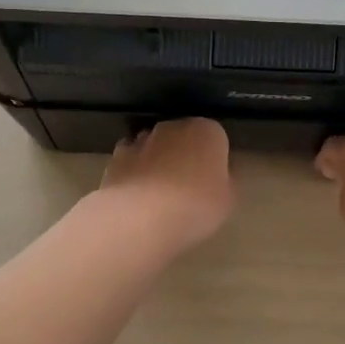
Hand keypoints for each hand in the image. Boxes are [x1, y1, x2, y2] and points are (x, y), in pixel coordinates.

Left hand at [95, 118, 235, 256]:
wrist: (141, 217)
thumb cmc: (195, 206)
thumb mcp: (227, 200)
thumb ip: (226, 181)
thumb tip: (219, 176)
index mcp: (207, 131)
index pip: (216, 138)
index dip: (214, 160)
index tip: (213, 182)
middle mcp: (174, 126)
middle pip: (183, 137)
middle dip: (184, 155)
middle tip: (187, 188)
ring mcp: (142, 139)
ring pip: (154, 146)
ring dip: (157, 161)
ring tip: (159, 195)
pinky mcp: (116, 156)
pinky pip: (131, 161)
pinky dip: (133, 172)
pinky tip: (136, 196)